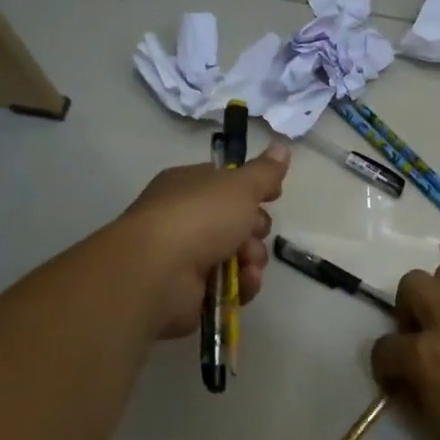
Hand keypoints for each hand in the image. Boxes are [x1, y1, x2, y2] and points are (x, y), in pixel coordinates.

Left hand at [114, 141, 290, 339]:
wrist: (158, 272)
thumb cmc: (198, 217)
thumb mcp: (240, 186)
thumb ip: (264, 171)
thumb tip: (281, 147)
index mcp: (188, 185)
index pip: (226, 183)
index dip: (252, 190)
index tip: (273, 196)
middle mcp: (184, 218)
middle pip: (236, 221)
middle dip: (255, 229)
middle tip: (254, 231)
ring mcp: (185, 257)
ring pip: (237, 256)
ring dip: (252, 260)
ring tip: (247, 264)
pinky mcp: (191, 292)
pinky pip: (228, 286)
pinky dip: (240, 285)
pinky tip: (243, 283)